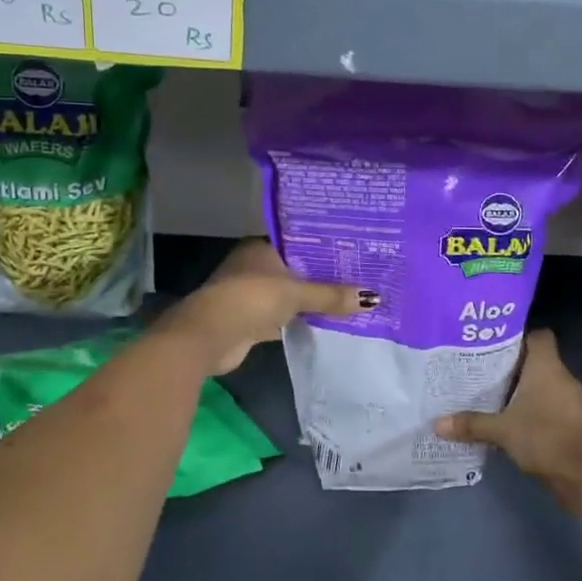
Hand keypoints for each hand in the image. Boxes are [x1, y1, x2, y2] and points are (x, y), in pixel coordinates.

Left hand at [158, 239, 370, 373]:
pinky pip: (283, 317)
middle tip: (360, 277)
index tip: (353, 253)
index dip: (324, 249)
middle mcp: (254, 267)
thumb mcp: (296, 294)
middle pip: (296, 270)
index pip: (299, 243)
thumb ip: (331, 296)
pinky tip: (326, 324)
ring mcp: (250, 295)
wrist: (208, 337)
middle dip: (322, 277)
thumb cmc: (251, 299)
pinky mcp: (250, 321)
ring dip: (311, 301)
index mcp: (261, 248)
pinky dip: (300, 321)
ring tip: (350, 300)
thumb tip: (373, 298)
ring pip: (289, 295)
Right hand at [435, 330, 581, 509]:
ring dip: (522, 388)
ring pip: (543, 383)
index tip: (493, 344)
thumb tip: (437, 423)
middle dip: (513, 364)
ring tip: (492, 393)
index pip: (538, 335)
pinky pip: (549, 403)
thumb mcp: (501, 430)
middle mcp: (561, 376)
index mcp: (547, 366)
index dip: (518, 336)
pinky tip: (511, 417)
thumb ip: (471, 423)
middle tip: (483, 369)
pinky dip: (533, 407)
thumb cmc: (543, 437)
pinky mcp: (572, 421)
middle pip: (537, 359)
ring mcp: (570, 399)